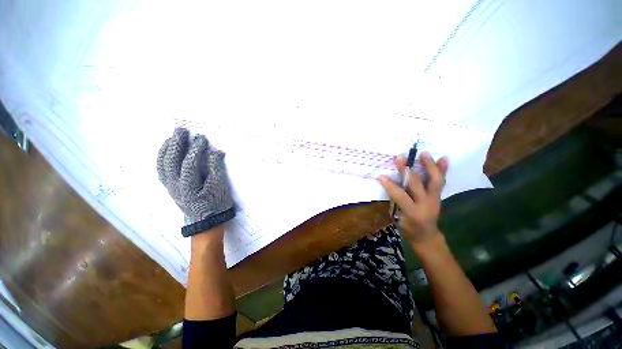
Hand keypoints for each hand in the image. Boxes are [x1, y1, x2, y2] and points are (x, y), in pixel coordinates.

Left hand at [157, 128, 235, 236]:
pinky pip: (162, 170)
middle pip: (171, 161)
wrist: (206, 222)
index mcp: (189, 186)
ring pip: (162, 165)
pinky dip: (163, 158)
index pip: (189, 163)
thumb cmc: (216, 205)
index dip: (195, 149)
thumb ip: (217, 169)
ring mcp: (170, 186)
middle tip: (181, 130)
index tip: (202, 138)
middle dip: (176, 144)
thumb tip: (216, 152)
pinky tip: (167, 151)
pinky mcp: (170, 187)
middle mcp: (174, 185)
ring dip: (166, 149)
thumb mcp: (220, 188)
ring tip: (172, 137)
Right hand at [378, 152, 447, 243]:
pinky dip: (443, 170)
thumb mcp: (397, 217)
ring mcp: (435, 199)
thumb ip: (395, 200)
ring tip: (424, 154)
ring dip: (429, 166)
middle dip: (406, 170)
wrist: (427, 236)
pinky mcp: (439, 197)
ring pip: (435, 181)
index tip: (380, 176)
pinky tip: (443, 158)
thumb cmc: (408, 228)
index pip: (400, 195)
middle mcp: (426, 204)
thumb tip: (390, 183)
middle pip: (416, 184)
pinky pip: (441, 182)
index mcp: (412, 212)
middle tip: (399, 158)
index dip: (389, 185)